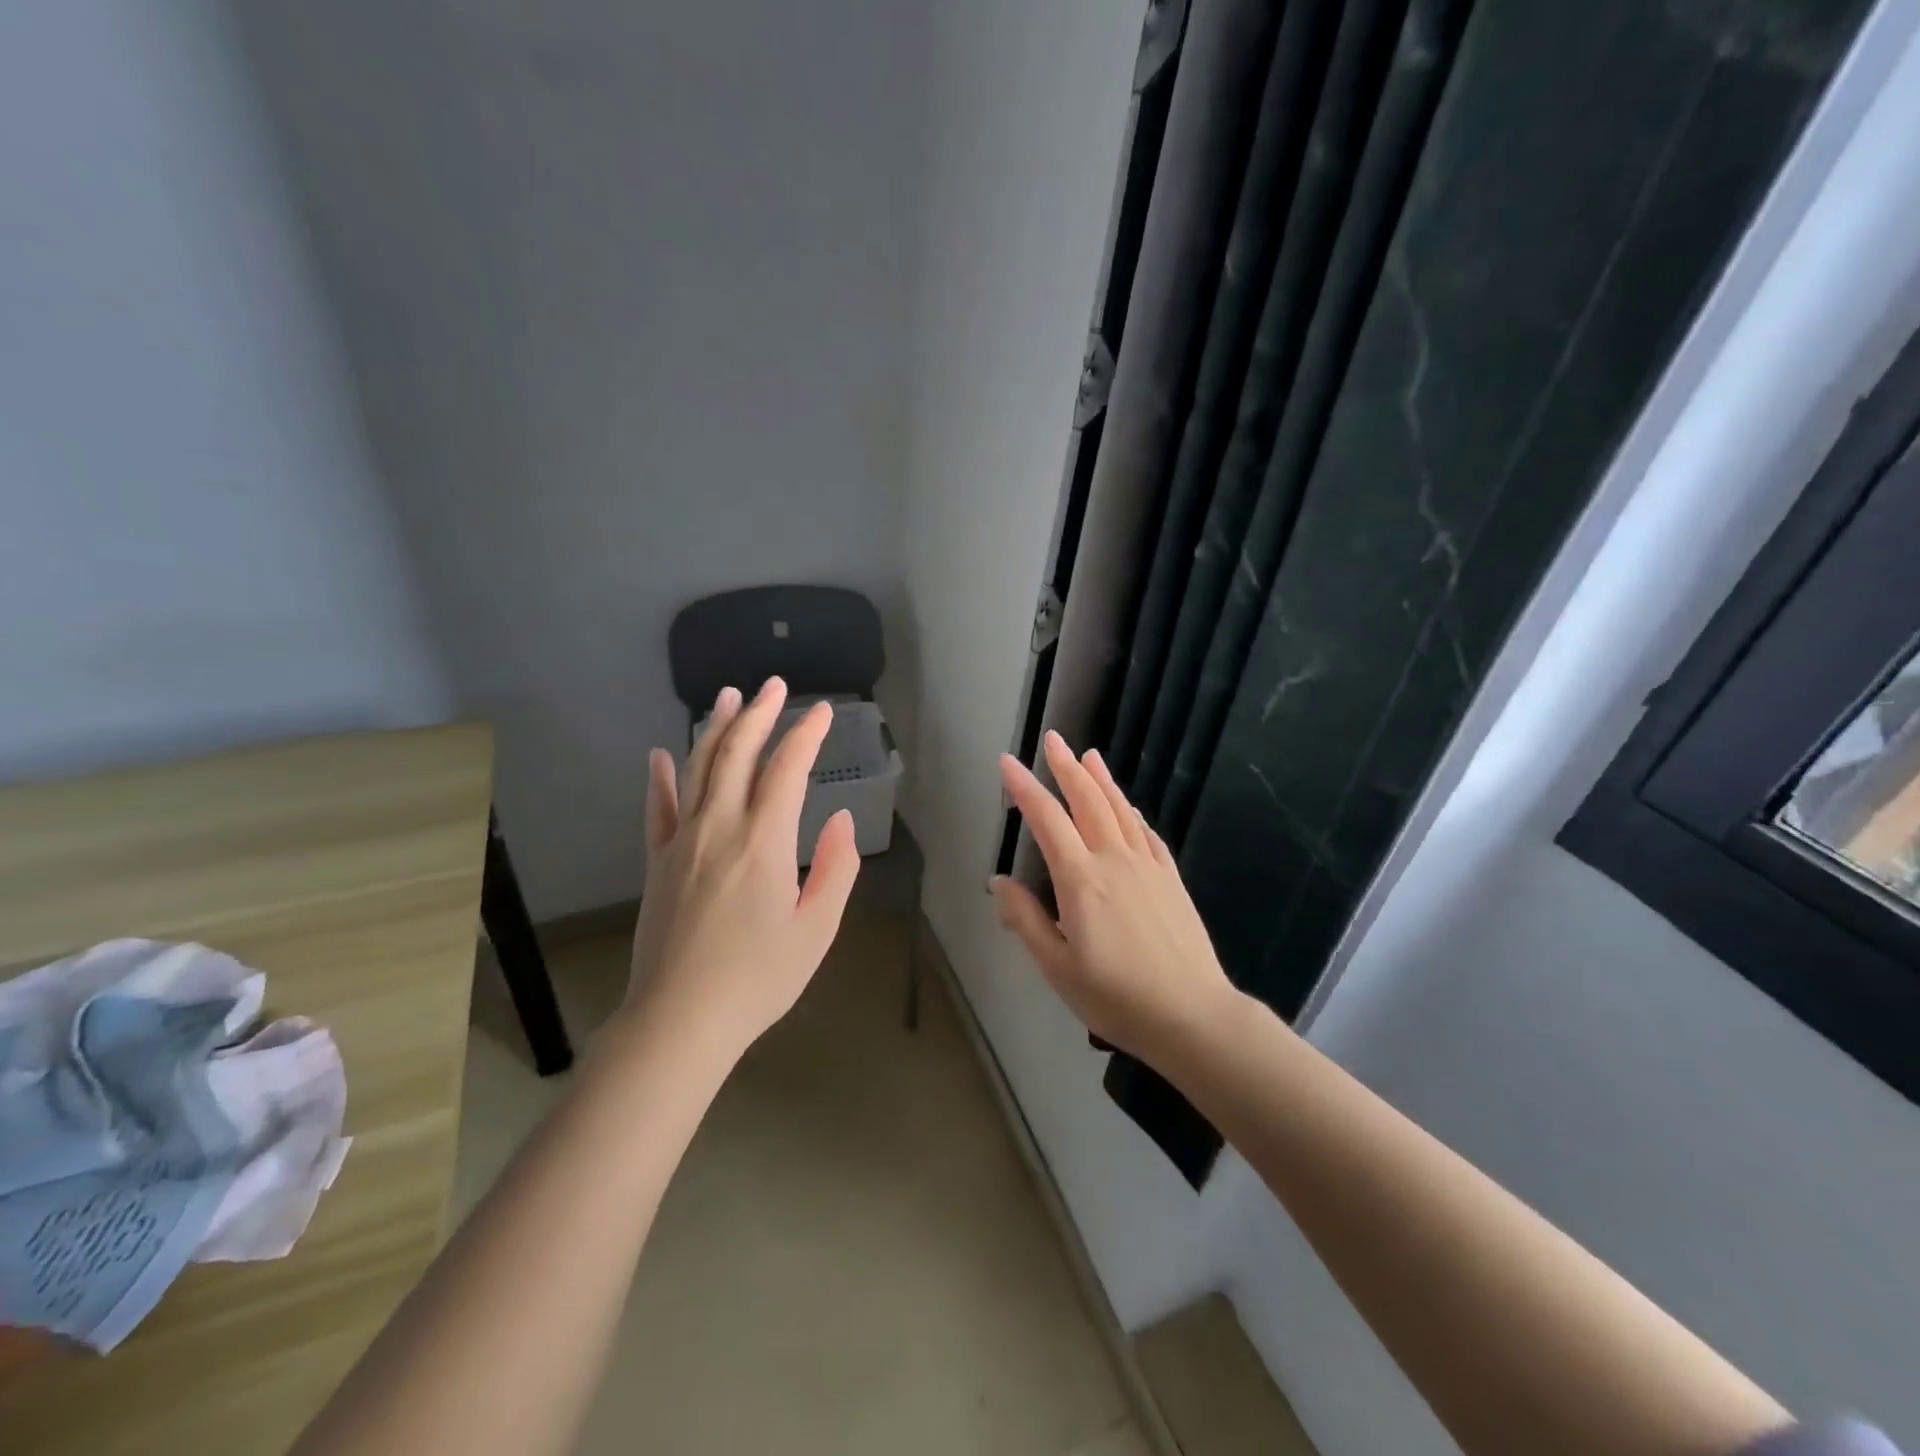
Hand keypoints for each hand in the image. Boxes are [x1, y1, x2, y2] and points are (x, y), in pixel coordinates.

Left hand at [620, 677, 860, 1064]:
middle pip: (737, 754)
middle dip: (759, 714)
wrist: (681, 1020)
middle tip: (774, 686)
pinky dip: (661, 777)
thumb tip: (840, 820)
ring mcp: (682, 842)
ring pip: (697, 770)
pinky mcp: (658, 862)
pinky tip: (661, 754)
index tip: (822, 711)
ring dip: (714, 729)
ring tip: (728, 696)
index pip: (788, 769)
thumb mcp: (817, 929)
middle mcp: (720, 828)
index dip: (806, 734)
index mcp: (764, 842)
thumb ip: (836, 868)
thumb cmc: (759, 978)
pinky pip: (658, 809)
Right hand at [992, 731, 1236, 1062]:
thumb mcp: (1057, 967)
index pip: (1047, 820)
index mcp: (1081, 880)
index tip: (1008, 762)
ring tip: (1089, 754)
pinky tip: (1128, 807)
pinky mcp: (1171, 879)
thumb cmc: (1116, 997)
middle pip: (1087, 801)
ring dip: (1102, 780)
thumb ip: (1026, 920)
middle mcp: (1114, 860)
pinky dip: (1133, 813)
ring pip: (1120, 810)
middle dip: (1067, 767)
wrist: (1192, 1015)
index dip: (1024, 788)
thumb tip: (999, 881)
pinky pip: (1148, 834)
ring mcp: (1148, 867)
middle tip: (1053, 739)